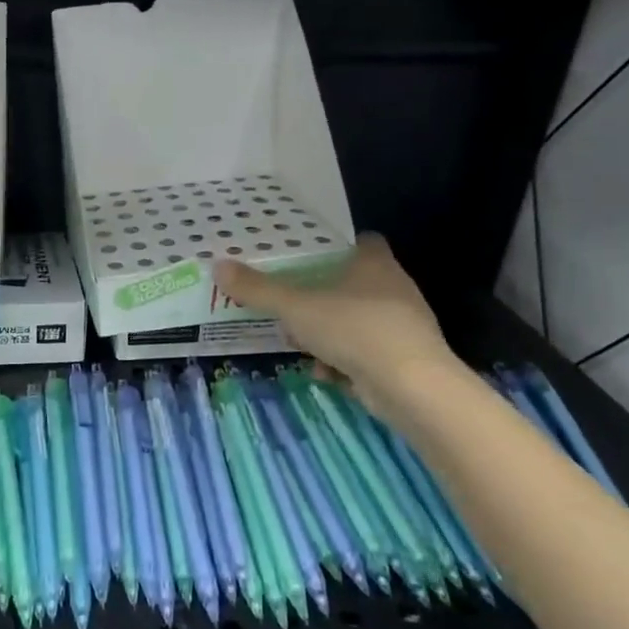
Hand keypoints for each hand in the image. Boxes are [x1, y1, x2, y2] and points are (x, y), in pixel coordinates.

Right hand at [212, 235, 459, 414]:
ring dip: (327, 335)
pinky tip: (326, 375)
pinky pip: (364, 354)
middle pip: (351, 284)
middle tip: (289, 306)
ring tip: (300, 346)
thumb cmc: (354, 330)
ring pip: (354, 322)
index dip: (334, 247)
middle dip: (319, 298)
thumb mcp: (296, 308)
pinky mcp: (403, 359)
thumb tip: (218, 266)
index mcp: (375, 263)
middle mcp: (393, 288)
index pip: (360, 241)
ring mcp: (401, 325)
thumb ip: (258, 290)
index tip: (304, 257)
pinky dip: (343, 363)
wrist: (410, 386)